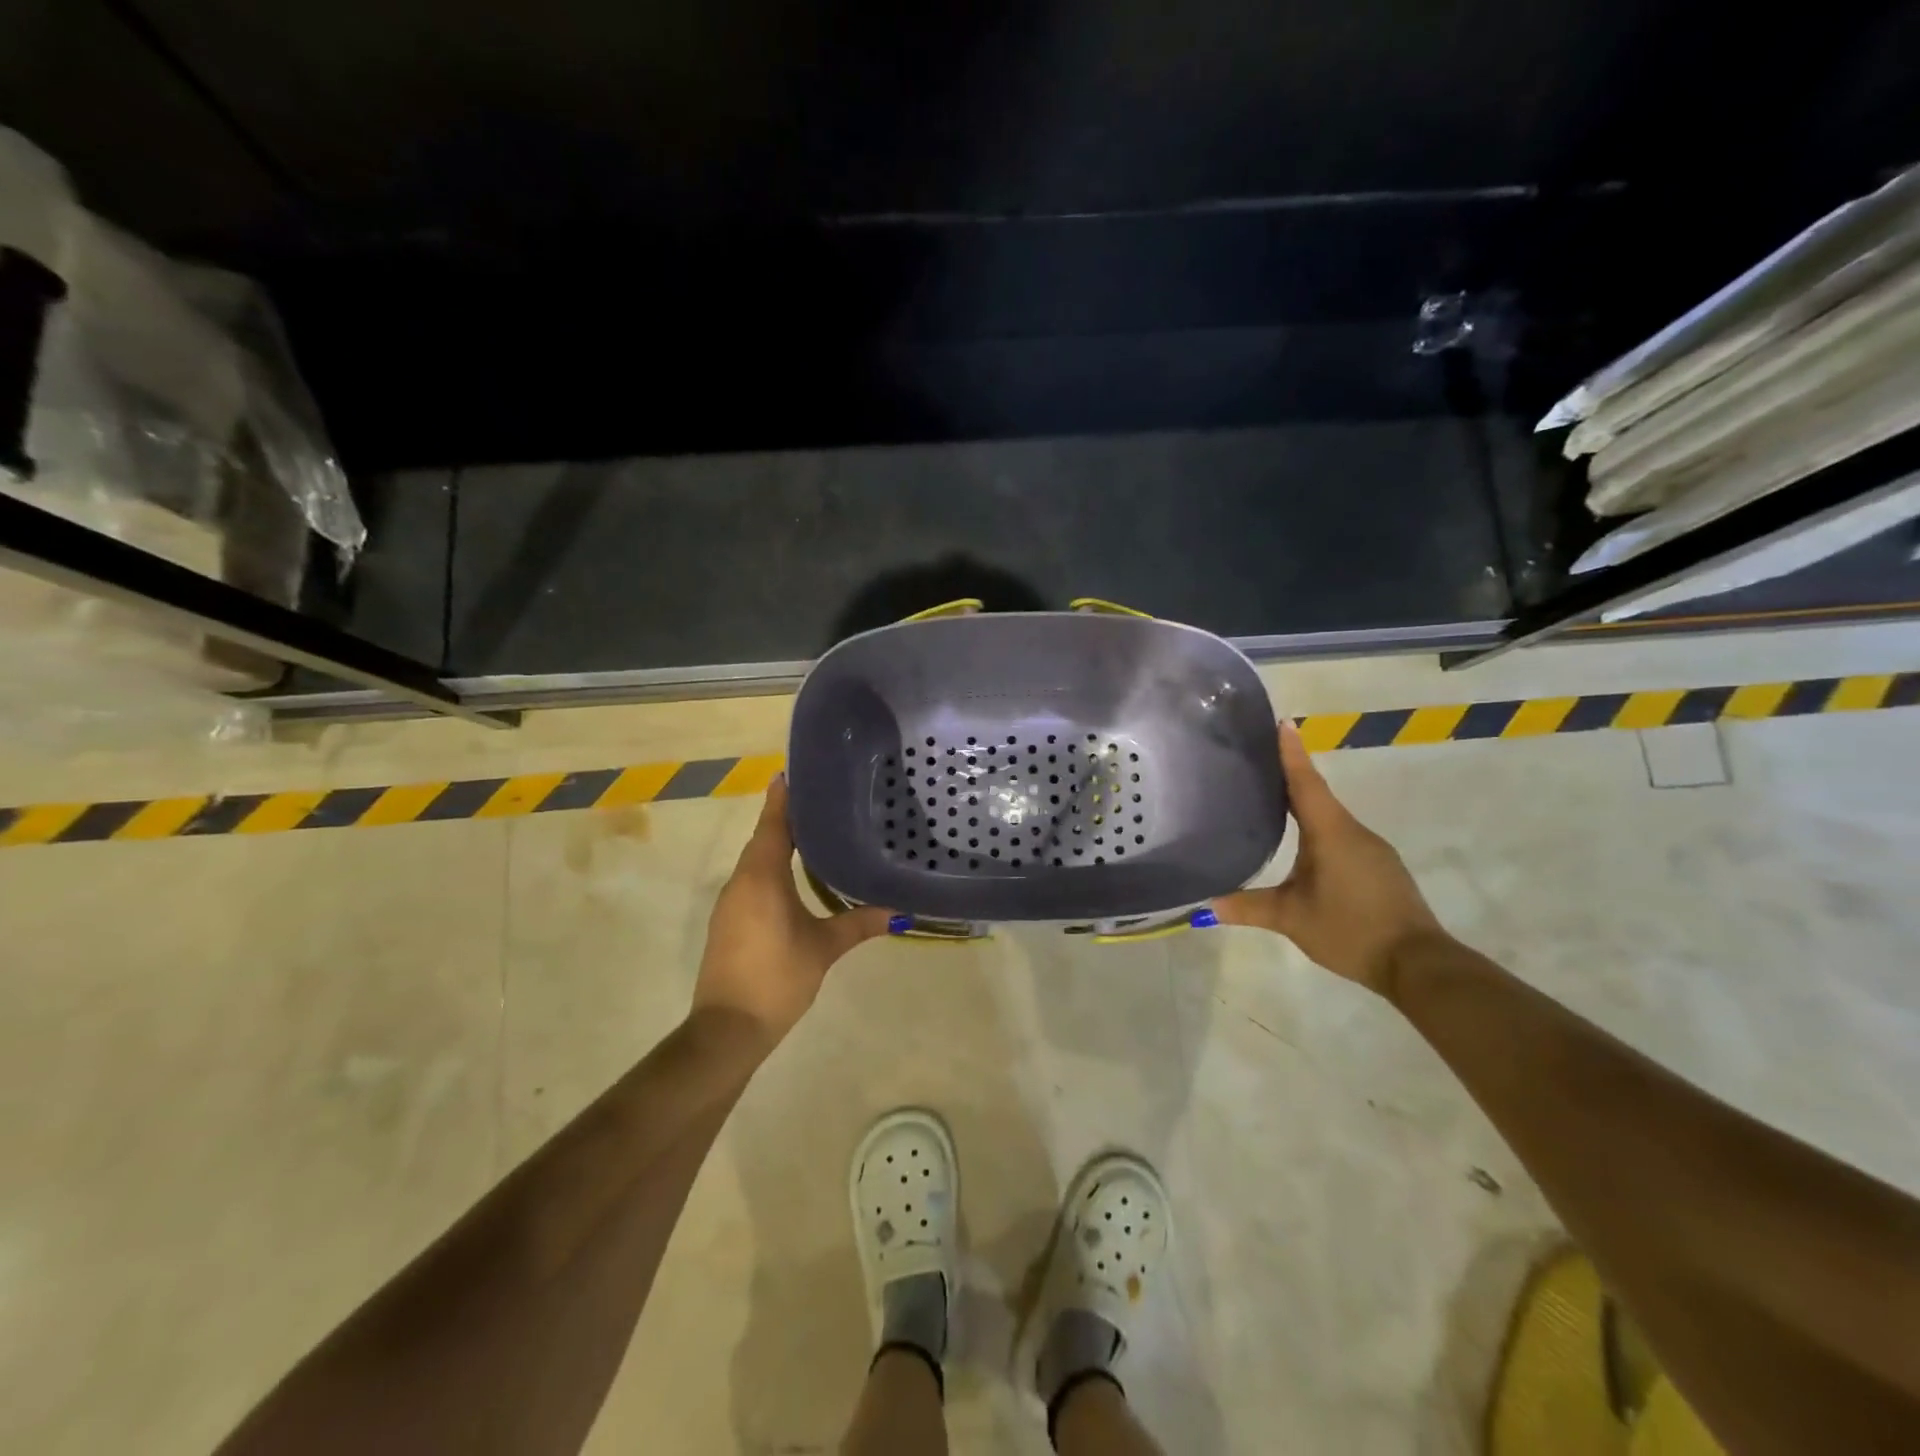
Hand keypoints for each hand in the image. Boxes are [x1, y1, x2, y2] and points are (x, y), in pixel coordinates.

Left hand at [692, 777, 893, 1049]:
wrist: (727, 1029)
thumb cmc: (777, 977)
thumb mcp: (823, 948)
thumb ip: (858, 924)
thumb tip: (899, 912)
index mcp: (762, 877)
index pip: (773, 825)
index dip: (782, 798)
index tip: (792, 772)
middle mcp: (741, 882)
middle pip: (763, 839)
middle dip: (785, 818)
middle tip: (818, 800)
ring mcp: (731, 903)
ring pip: (756, 861)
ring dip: (777, 844)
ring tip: (812, 832)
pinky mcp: (728, 922)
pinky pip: (751, 881)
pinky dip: (770, 868)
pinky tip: (793, 876)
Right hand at [1213, 721, 1445, 997]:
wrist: (1418, 964)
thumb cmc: (1351, 930)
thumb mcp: (1291, 919)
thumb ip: (1248, 907)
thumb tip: (1205, 905)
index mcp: (1331, 832)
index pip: (1305, 782)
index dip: (1291, 752)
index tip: (1282, 721)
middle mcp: (1353, 831)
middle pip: (1317, 794)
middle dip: (1290, 774)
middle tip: (1259, 761)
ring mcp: (1371, 849)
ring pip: (1330, 817)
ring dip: (1304, 805)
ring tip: (1272, 801)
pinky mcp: (1379, 867)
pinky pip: (1342, 836)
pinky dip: (1320, 829)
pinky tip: (1304, 845)